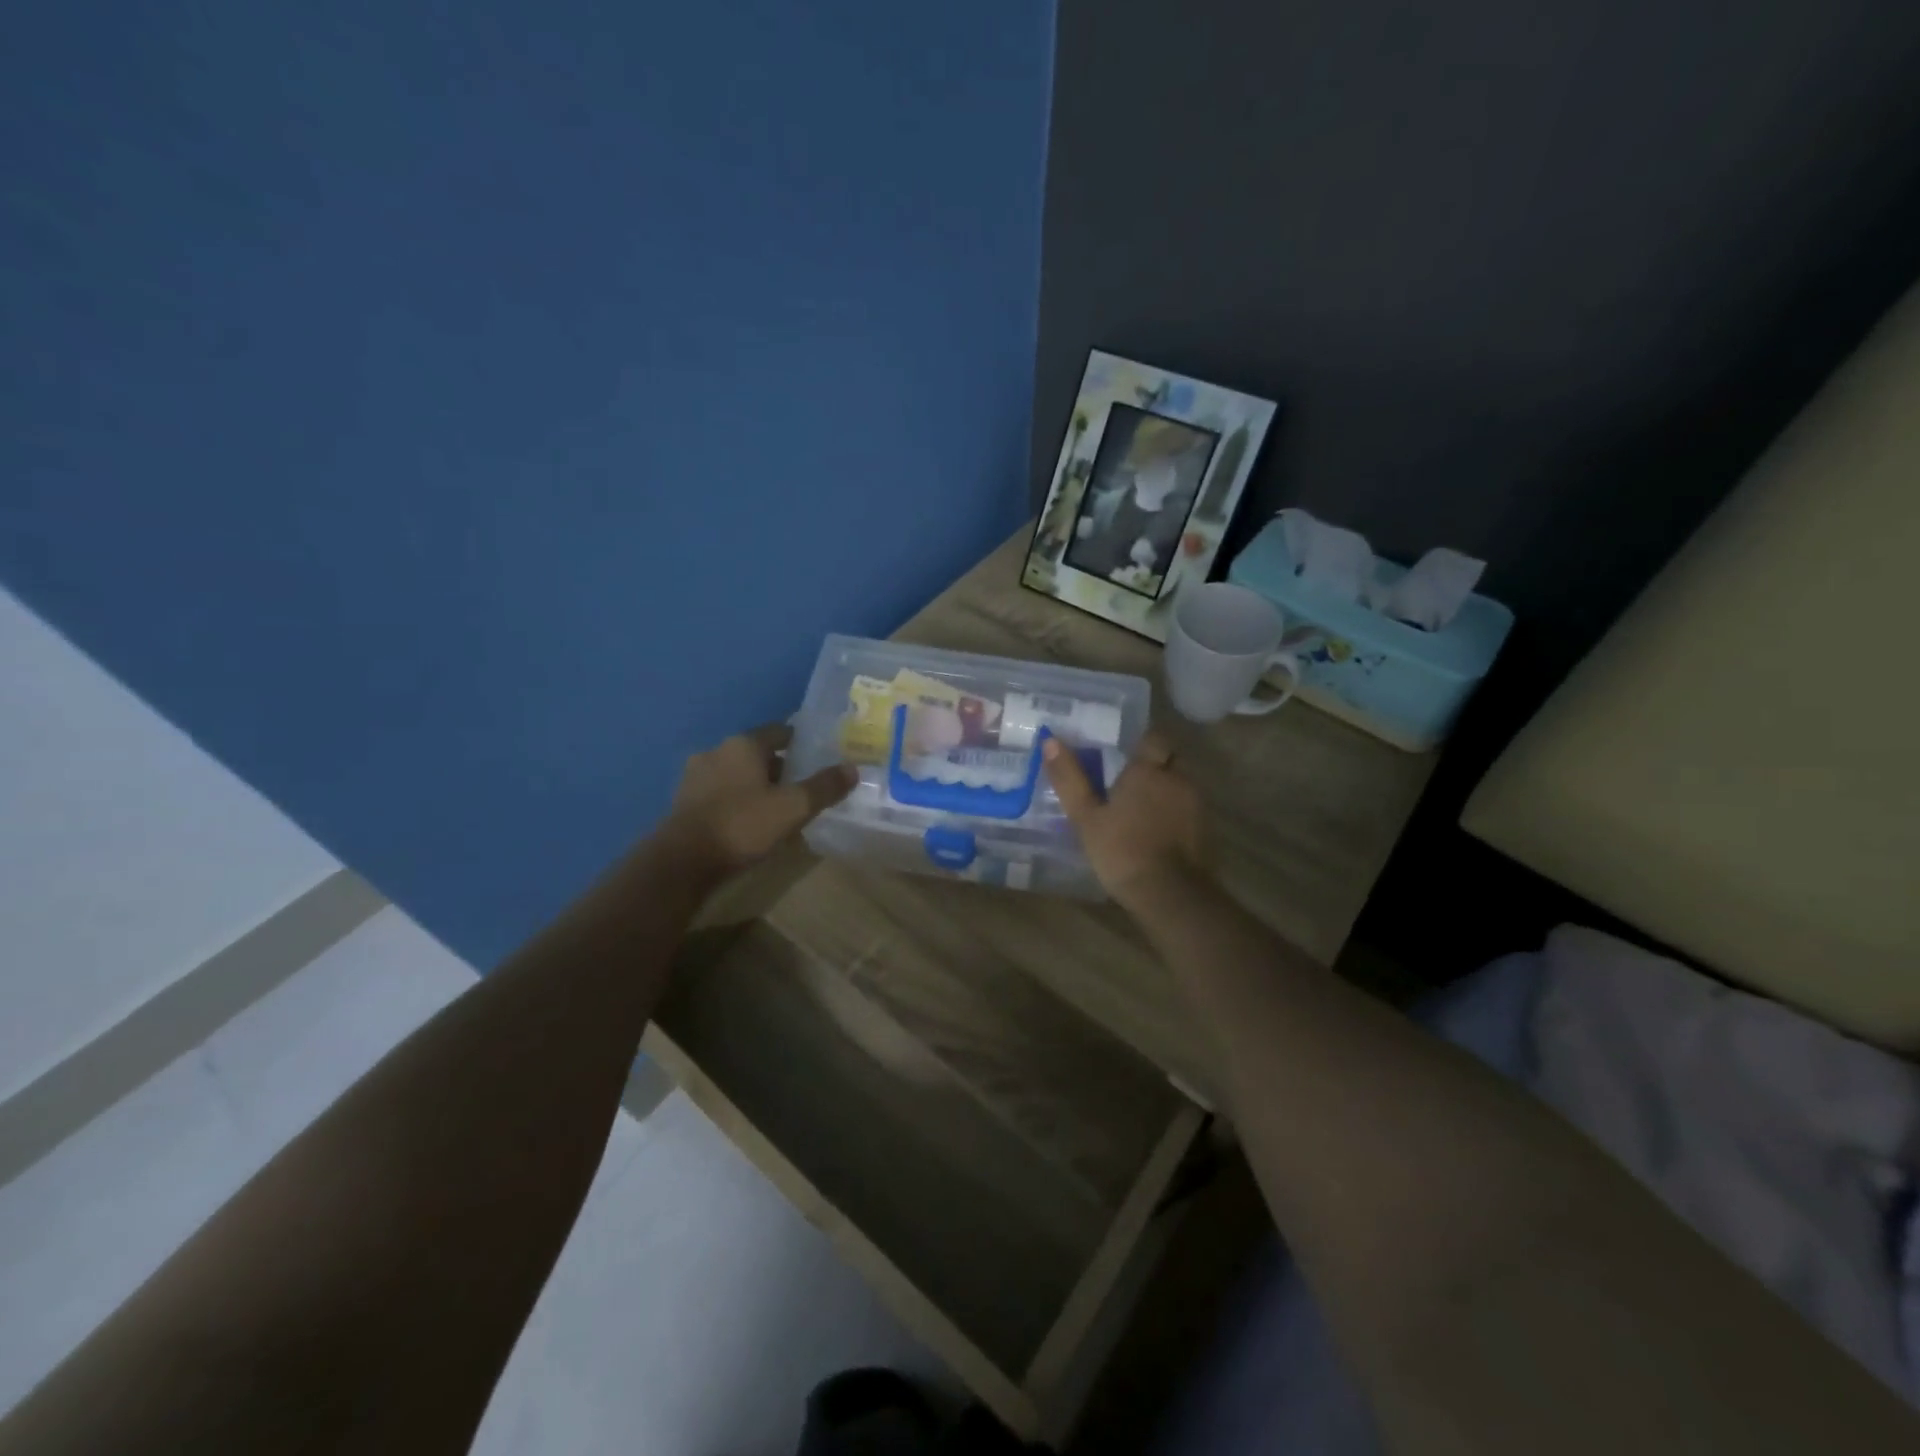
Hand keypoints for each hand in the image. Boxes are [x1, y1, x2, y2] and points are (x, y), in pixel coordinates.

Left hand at [663, 723, 855, 876]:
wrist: (683, 862)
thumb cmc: (743, 825)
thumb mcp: (793, 807)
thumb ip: (824, 787)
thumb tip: (852, 768)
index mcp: (743, 744)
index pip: (779, 731)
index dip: (801, 742)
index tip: (819, 756)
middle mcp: (716, 751)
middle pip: (757, 753)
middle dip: (780, 767)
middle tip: (803, 787)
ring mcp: (695, 776)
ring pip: (737, 774)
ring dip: (756, 786)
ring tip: (778, 808)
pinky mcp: (684, 802)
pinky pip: (721, 793)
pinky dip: (737, 801)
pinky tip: (749, 822)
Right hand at [1043, 731, 1204, 907]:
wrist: (1170, 895)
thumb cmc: (1122, 850)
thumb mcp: (1085, 816)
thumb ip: (1069, 778)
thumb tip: (1050, 740)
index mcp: (1149, 770)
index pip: (1153, 738)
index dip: (1141, 742)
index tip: (1123, 751)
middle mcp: (1178, 779)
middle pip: (1170, 760)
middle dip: (1154, 765)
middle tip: (1128, 779)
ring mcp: (1196, 805)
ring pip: (1180, 785)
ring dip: (1164, 790)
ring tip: (1139, 807)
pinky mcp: (1205, 830)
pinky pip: (1187, 810)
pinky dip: (1174, 813)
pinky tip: (1155, 830)